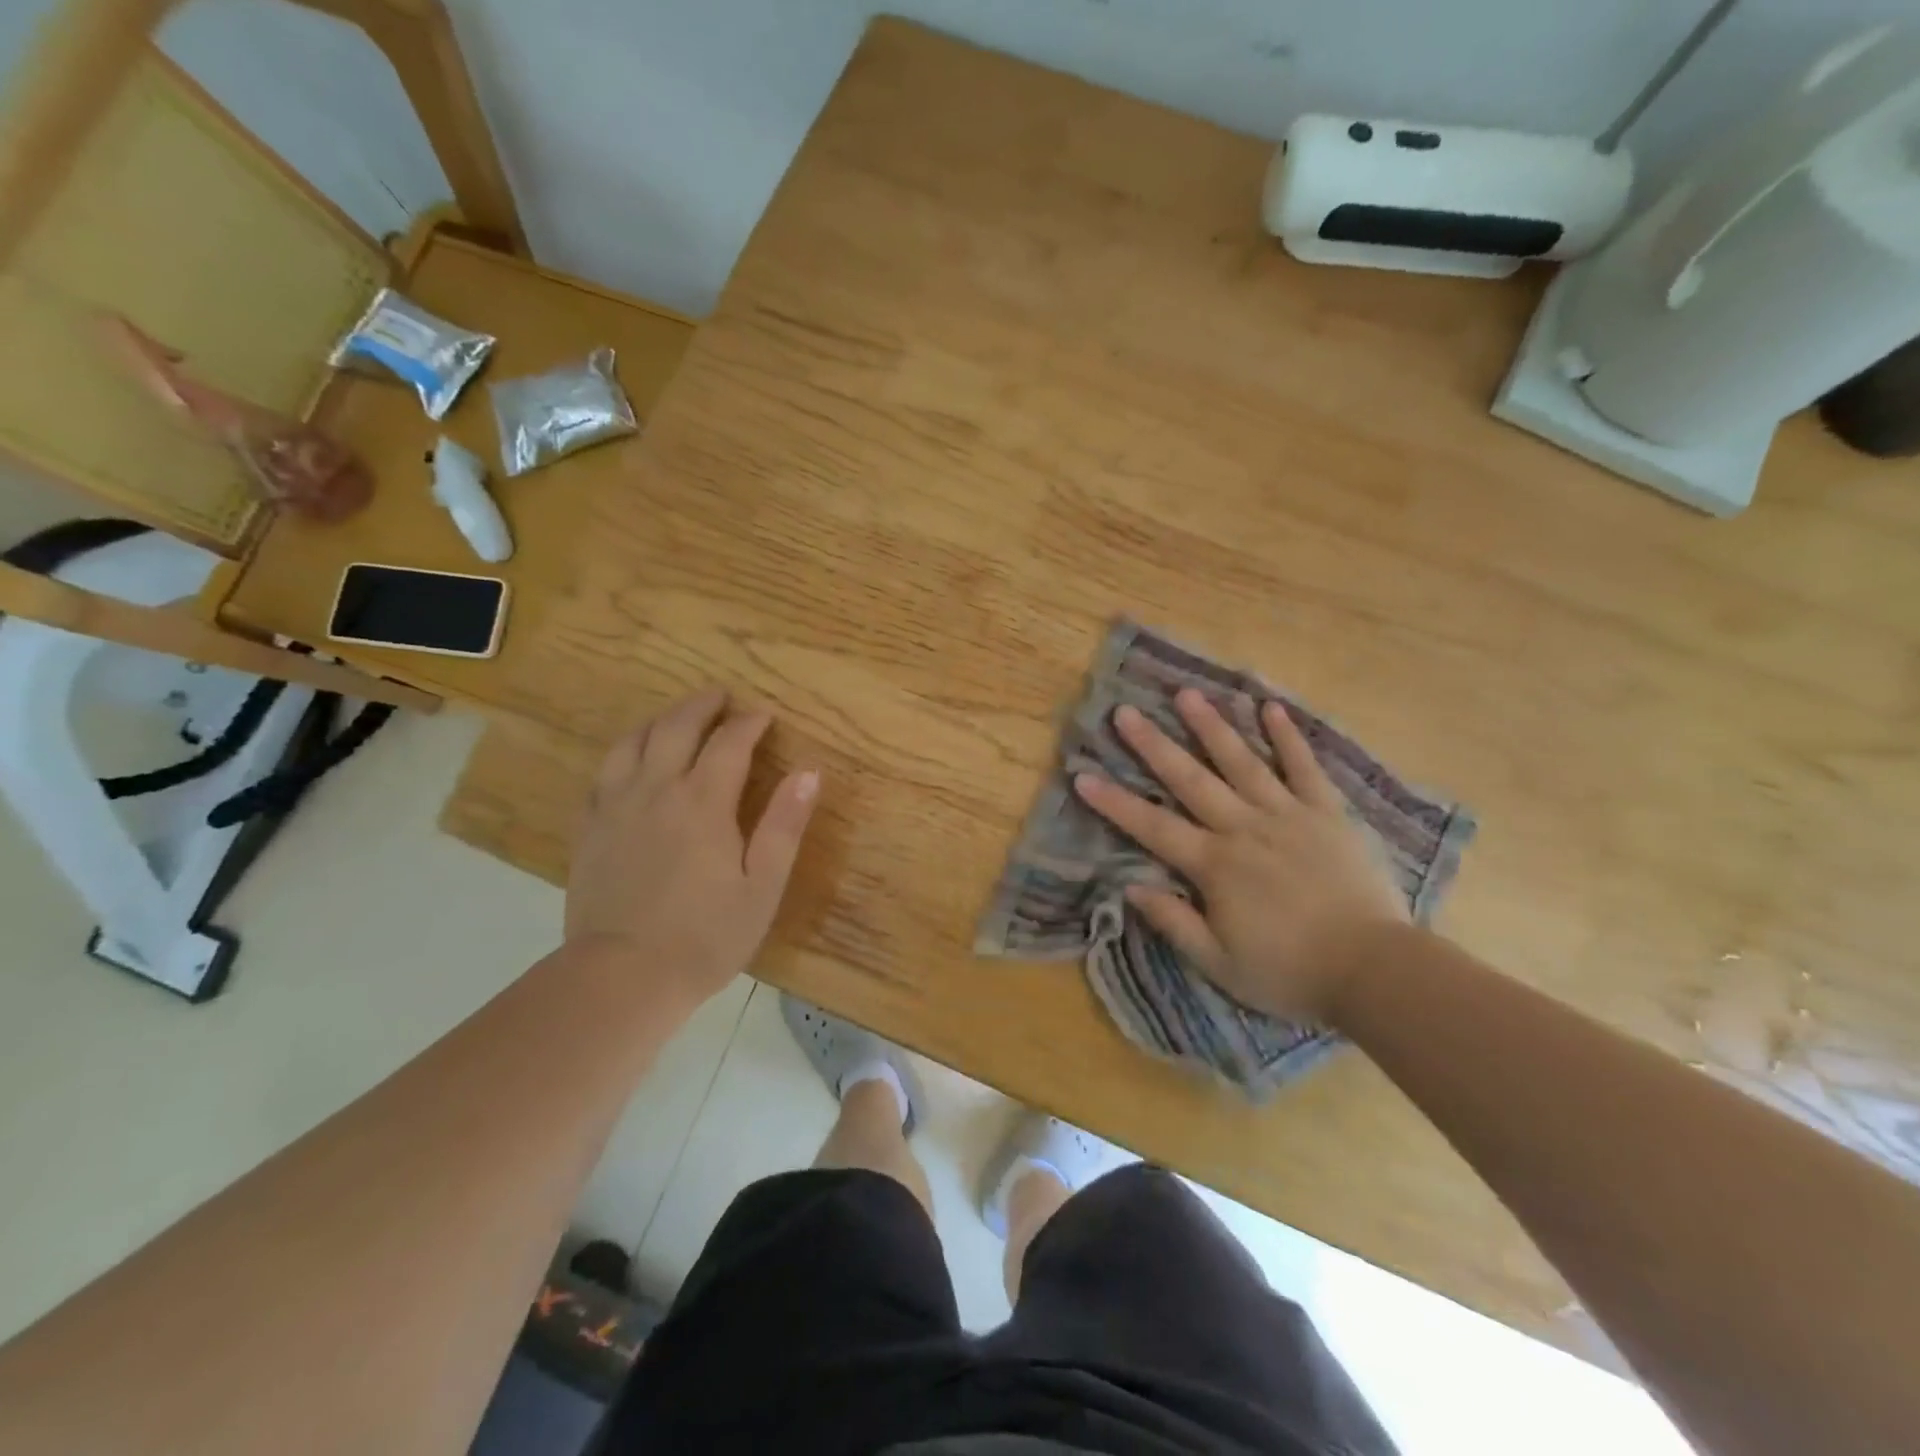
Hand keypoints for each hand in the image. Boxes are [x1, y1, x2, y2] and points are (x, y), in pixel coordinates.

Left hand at [566, 689, 819, 1006]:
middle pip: (675, 728)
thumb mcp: (763, 886)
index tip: (764, 716)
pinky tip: (632, 760)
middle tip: (721, 697)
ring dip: (659, 721)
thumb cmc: (706, 936)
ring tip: (675, 718)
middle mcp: (656, 790)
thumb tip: (808, 773)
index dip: (749, 723)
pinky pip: (603, 773)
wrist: (622, 977)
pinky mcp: (590, 829)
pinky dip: (624, 752)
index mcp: (703, 802)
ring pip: (632, 742)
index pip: (729, 742)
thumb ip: (784, 825)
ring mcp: (616, 807)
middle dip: (702, 706)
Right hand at [1073, 689, 1407, 1023]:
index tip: (1083, 776)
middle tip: (1125, 711)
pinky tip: (1271, 707)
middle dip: (1153, 745)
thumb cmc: (1290, 972)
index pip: (1152, 827)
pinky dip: (1288, 737)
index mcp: (1214, 865)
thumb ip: (1174, 921)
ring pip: (1242, 761)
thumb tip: (1131, 886)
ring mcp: (1288, 815)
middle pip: (1191, 779)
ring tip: (1186, 693)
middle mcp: (1244, 828)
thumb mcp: (1220, 964)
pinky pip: (1305, 767)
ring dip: (1211, 726)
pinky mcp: (1327, 813)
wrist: (1376, 970)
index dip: (1114, 803)